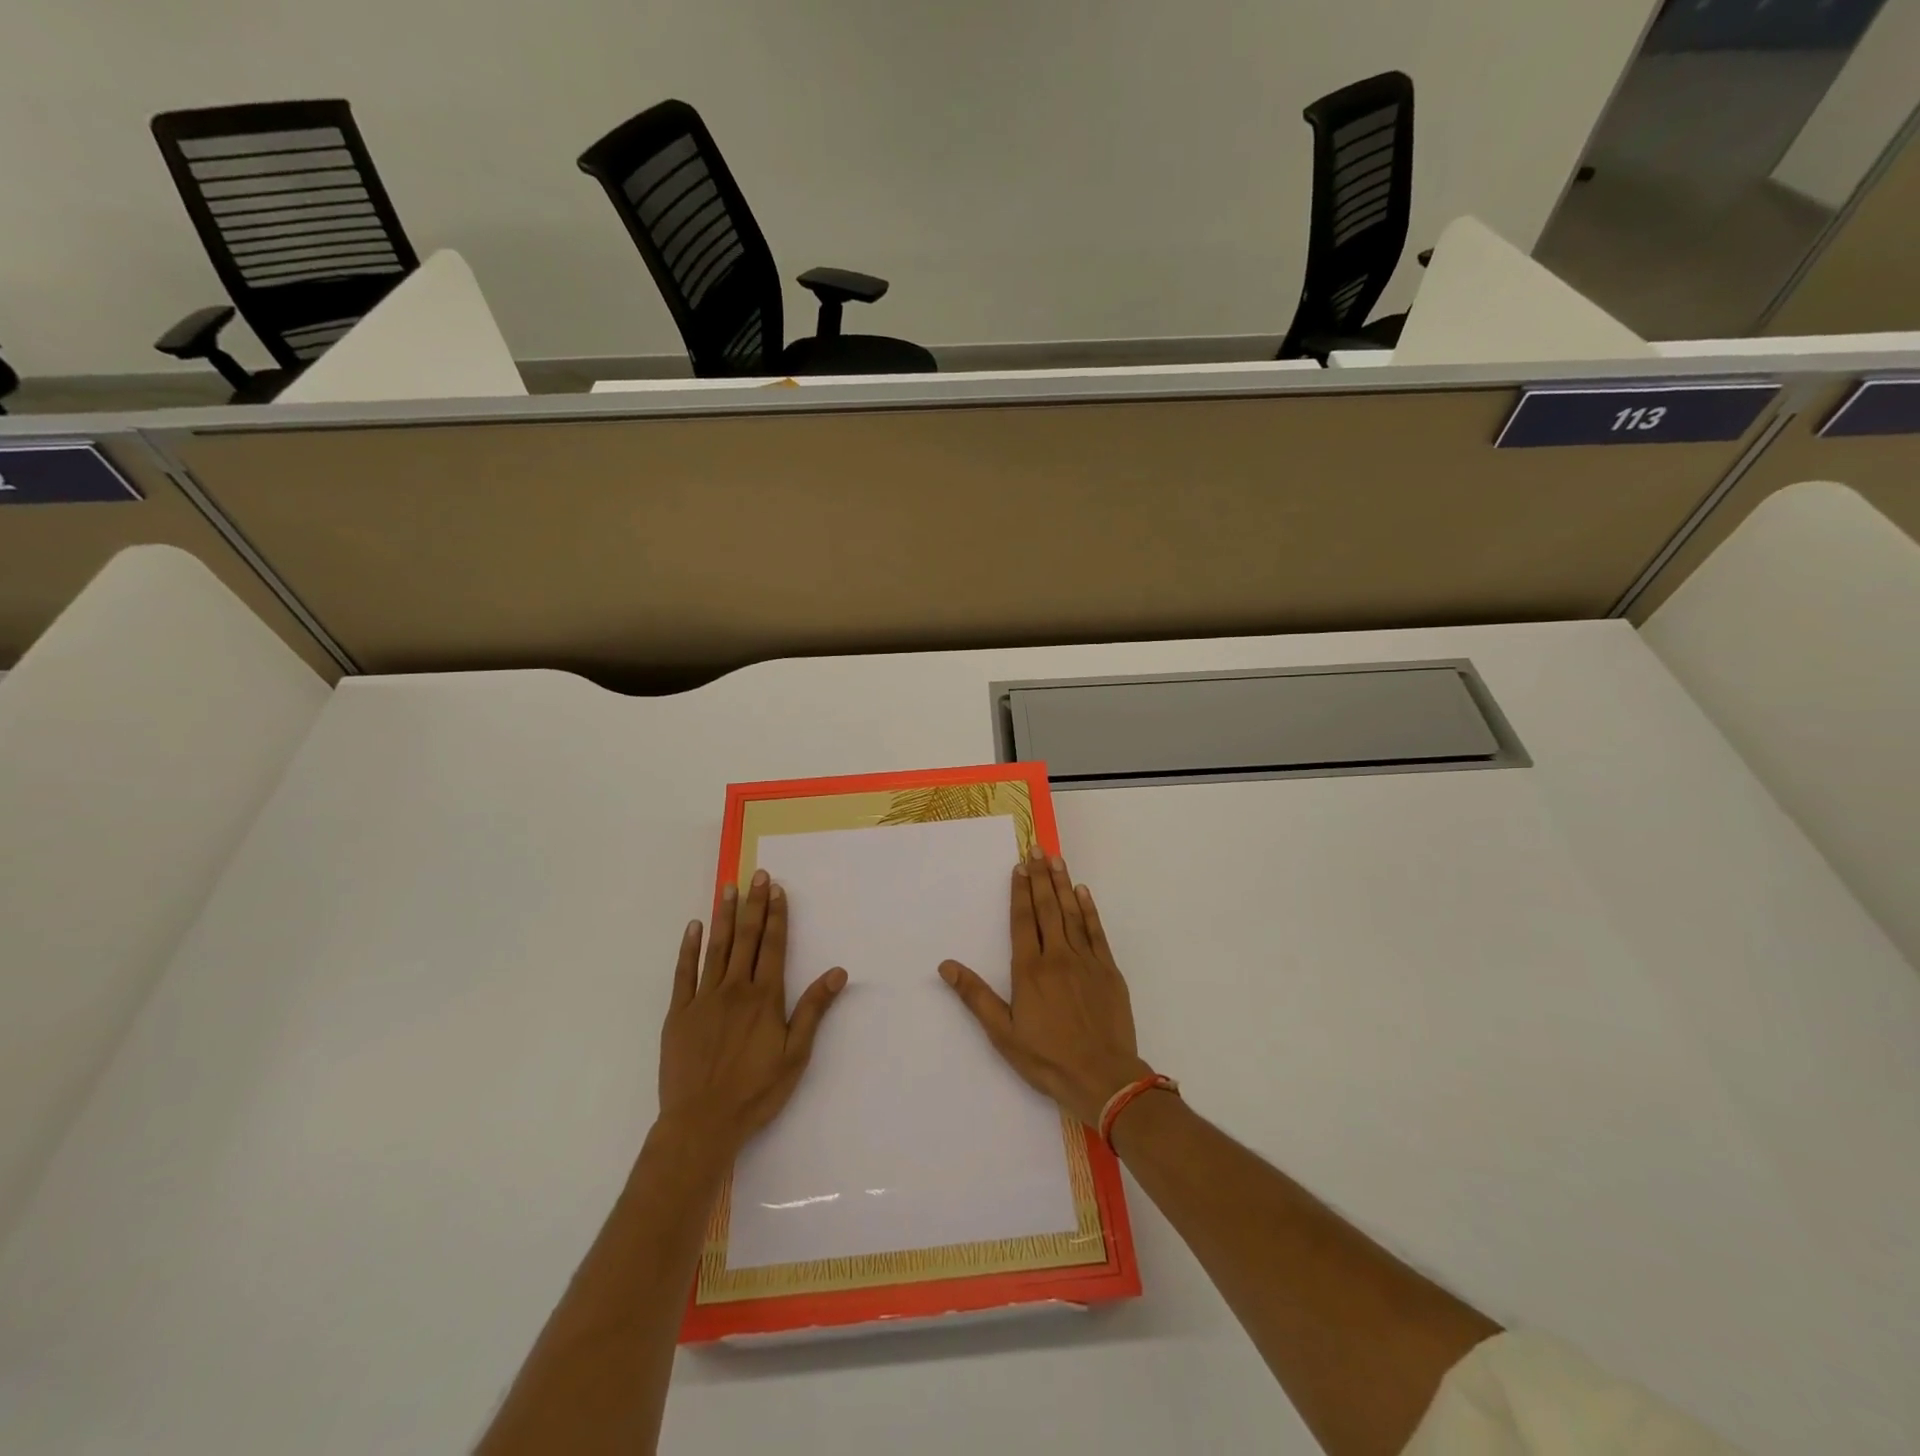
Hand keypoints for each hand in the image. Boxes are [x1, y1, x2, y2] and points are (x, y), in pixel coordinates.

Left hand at [657, 870, 847, 1153]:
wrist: (701, 1123)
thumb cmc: (755, 1091)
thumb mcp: (795, 1055)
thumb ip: (814, 1010)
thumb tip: (837, 972)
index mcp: (764, 998)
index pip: (772, 946)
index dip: (776, 916)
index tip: (776, 889)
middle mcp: (734, 989)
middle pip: (746, 939)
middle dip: (753, 905)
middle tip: (756, 875)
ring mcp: (703, 999)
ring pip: (715, 948)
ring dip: (723, 916)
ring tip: (727, 888)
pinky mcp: (678, 1014)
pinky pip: (683, 973)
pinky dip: (688, 949)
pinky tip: (694, 927)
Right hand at [939, 846, 1152, 1126]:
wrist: (1103, 1077)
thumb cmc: (1047, 1058)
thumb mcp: (1003, 1033)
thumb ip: (976, 996)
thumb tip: (947, 966)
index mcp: (1030, 969)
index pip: (1023, 919)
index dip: (1020, 890)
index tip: (1020, 865)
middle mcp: (1057, 956)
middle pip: (1047, 908)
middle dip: (1040, 876)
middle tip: (1038, 848)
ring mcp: (1086, 961)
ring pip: (1072, 913)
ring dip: (1063, 884)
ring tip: (1057, 859)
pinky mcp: (1108, 970)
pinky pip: (1096, 931)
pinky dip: (1089, 909)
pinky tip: (1084, 892)